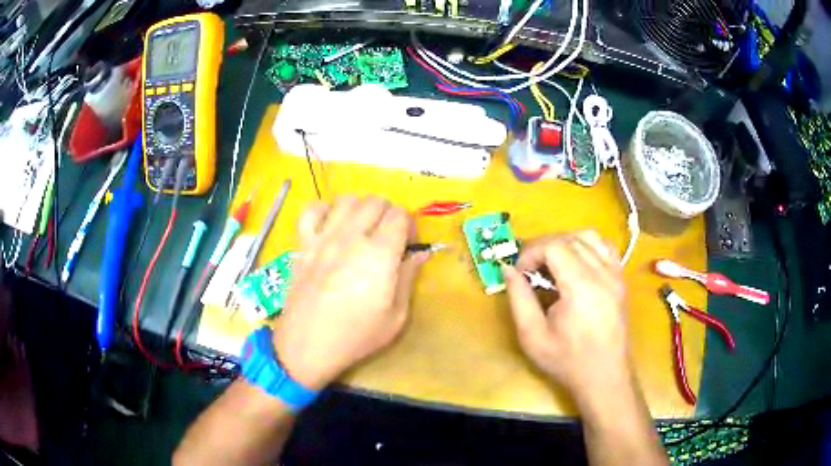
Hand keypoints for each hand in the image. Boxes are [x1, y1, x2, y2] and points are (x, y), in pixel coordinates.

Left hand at [272, 196, 427, 389]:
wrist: (307, 346)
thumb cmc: (356, 336)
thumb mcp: (396, 316)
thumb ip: (409, 278)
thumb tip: (421, 253)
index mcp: (379, 255)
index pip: (400, 215)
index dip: (410, 224)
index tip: (408, 243)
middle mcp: (351, 237)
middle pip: (376, 201)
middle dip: (388, 214)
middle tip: (387, 237)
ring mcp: (323, 237)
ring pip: (347, 199)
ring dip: (360, 208)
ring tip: (361, 229)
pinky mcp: (303, 244)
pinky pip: (312, 209)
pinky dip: (324, 210)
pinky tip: (330, 226)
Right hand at [502, 230, 629, 399]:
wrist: (605, 377)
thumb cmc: (567, 361)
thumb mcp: (532, 336)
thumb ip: (518, 299)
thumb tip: (508, 270)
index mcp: (581, 287)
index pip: (553, 246)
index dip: (531, 252)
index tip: (520, 272)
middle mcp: (602, 273)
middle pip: (569, 238)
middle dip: (544, 247)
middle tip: (530, 269)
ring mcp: (615, 274)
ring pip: (588, 236)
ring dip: (565, 242)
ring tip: (551, 264)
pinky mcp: (621, 280)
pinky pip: (605, 247)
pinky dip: (587, 246)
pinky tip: (576, 264)